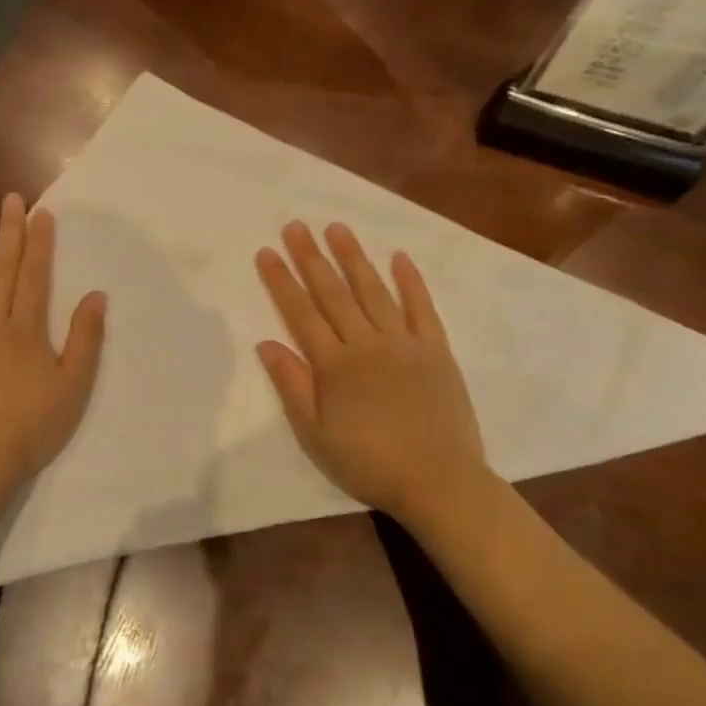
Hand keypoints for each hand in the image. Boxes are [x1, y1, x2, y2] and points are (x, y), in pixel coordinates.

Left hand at [0, 193, 106, 501]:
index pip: (33, 273)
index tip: (41, 213)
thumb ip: (85, 338)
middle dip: (8, 230)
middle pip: (0, 266)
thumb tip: (96, 295)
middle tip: (10, 198)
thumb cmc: (31, 425)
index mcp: (26, 327)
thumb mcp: (73, 386)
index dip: (39, 242)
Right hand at [255, 221, 491, 523]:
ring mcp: (404, 343)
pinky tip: (400, 257)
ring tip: (337, 228)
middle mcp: (366, 343)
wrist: (439, 480)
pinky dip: (411, 281)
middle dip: (312, 257)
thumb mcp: (316, 434)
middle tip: (296, 225)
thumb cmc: (368, 462)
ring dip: (354, 258)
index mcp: (334, 365)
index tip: (267, 251)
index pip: (301, 313)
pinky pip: (422, 308)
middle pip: (334, 293)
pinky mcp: (436, 350)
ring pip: (374, 291)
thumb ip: (292, 385)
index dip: (282, 281)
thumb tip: (266, 344)